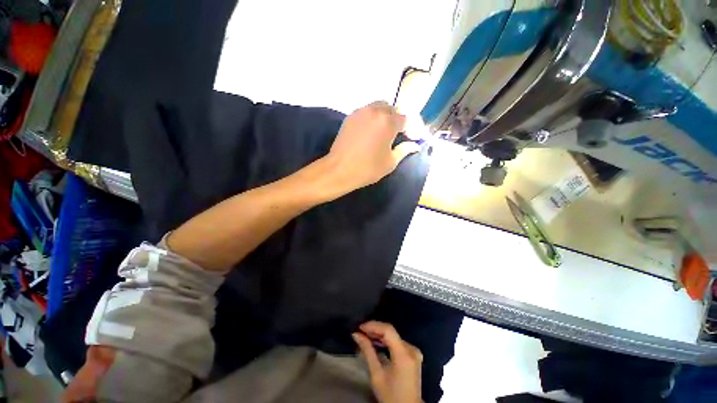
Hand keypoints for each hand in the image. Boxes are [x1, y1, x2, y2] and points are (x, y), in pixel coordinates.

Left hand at [325, 101, 419, 191]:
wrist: (339, 170)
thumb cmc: (367, 168)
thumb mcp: (390, 162)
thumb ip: (404, 150)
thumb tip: (415, 145)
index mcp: (388, 122)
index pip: (406, 119)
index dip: (410, 129)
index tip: (411, 139)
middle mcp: (375, 111)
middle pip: (392, 109)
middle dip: (397, 120)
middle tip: (396, 135)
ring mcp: (360, 112)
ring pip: (378, 107)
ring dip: (385, 117)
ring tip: (383, 133)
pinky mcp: (350, 117)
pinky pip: (366, 112)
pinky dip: (372, 118)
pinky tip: (370, 132)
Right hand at [353, 321, 422, 402]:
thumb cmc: (390, 396)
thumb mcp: (376, 375)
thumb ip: (367, 352)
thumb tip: (356, 334)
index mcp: (404, 355)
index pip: (388, 330)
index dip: (373, 325)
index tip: (360, 327)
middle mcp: (411, 349)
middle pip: (391, 332)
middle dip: (375, 330)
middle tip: (360, 331)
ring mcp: (414, 351)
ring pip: (394, 336)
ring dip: (379, 335)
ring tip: (365, 336)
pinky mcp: (413, 355)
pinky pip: (398, 342)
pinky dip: (386, 341)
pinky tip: (376, 342)